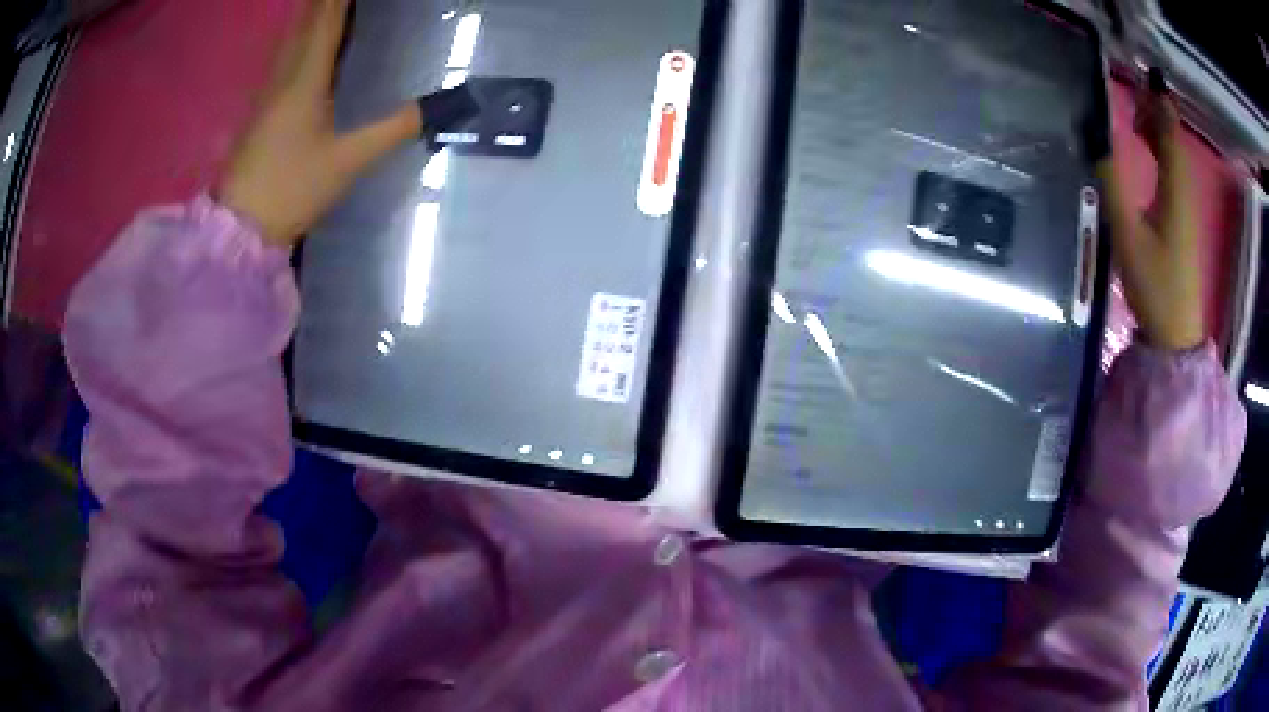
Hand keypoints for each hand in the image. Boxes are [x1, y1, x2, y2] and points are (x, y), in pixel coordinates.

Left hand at [215, 0, 420, 246]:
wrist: (240, 228)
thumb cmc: (292, 188)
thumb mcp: (348, 161)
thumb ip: (394, 129)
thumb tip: (439, 107)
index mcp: (305, 79)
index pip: (327, 20)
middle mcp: (284, 77)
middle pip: (305, 23)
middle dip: (324, 2)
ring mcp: (268, 94)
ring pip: (291, 40)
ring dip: (311, 17)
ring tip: (329, 6)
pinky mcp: (261, 113)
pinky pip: (285, 60)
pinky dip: (300, 41)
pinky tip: (307, 44)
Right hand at [1097, 82, 1203, 351]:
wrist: (1174, 334)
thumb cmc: (1154, 286)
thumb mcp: (1128, 237)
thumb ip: (1112, 186)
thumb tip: (1096, 143)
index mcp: (1174, 191)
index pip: (1170, 136)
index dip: (1160, 105)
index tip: (1147, 77)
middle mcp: (1183, 194)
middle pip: (1175, 143)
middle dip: (1159, 113)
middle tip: (1137, 90)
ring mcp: (1184, 211)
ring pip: (1176, 158)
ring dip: (1160, 133)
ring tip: (1139, 116)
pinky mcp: (1181, 224)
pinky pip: (1174, 175)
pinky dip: (1163, 155)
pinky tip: (1150, 154)